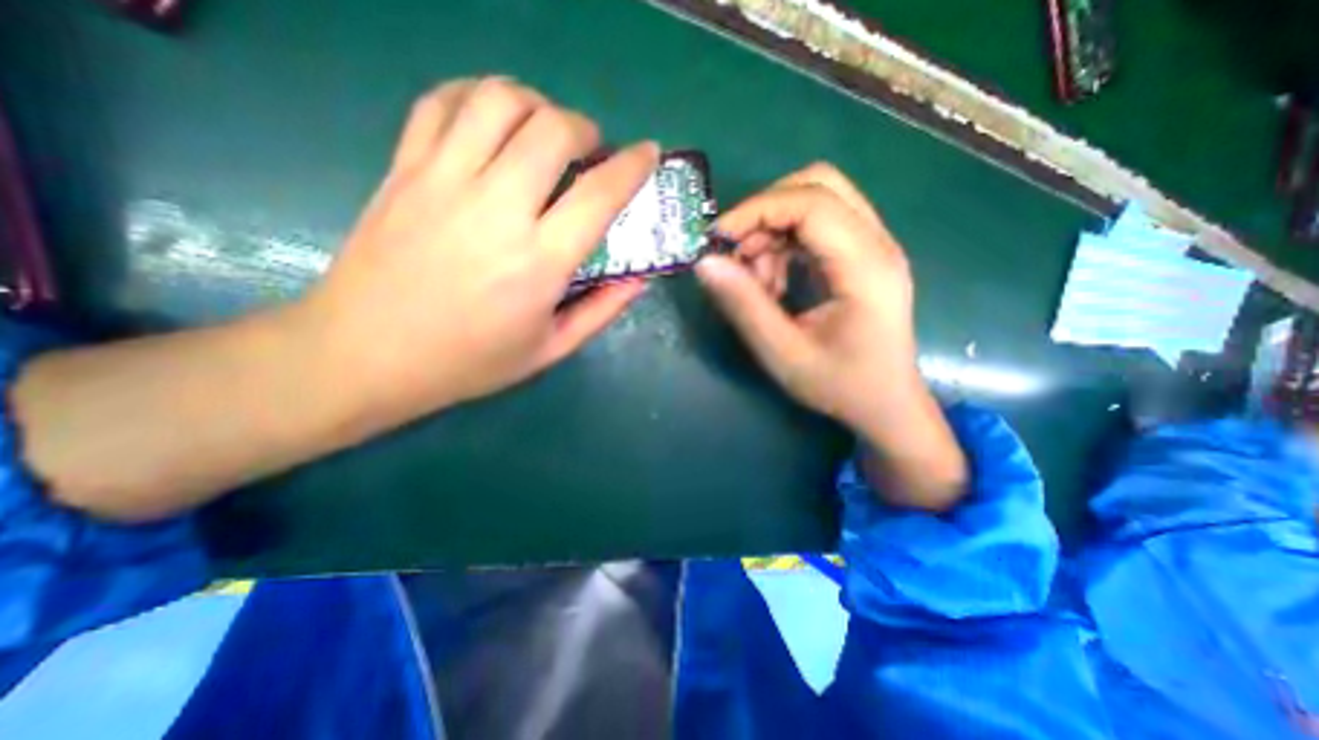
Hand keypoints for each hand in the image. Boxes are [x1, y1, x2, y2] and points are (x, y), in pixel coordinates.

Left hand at [292, 78, 653, 429]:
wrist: (365, 354)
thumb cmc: (469, 361)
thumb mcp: (549, 350)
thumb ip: (601, 311)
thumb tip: (639, 279)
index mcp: (538, 262)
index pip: (599, 194)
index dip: (633, 166)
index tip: (648, 153)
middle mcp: (496, 210)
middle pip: (551, 129)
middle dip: (584, 128)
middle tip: (589, 151)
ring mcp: (443, 181)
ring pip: (497, 100)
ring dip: (536, 105)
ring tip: (543, 131)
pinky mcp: (404, 169)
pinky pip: (442, 102)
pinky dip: (477, 96)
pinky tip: (491, 121)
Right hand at [694, 163, 912, 433]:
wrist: (886, 405)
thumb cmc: (840, 386)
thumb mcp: (783, 354)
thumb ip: (744, 306)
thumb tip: (704, 263)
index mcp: (866, 266)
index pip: (812, 203)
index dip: (757, 211)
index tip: (717, 239)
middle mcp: (877, 243)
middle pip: (818, 185)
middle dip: (765, 212)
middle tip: (737, 254)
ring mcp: (873, 246)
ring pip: (816, 201)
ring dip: (773, 231)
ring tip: (757, 281)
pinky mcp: (861, 256)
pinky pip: (817, 227)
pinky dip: (785, 244)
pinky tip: (774, 282)